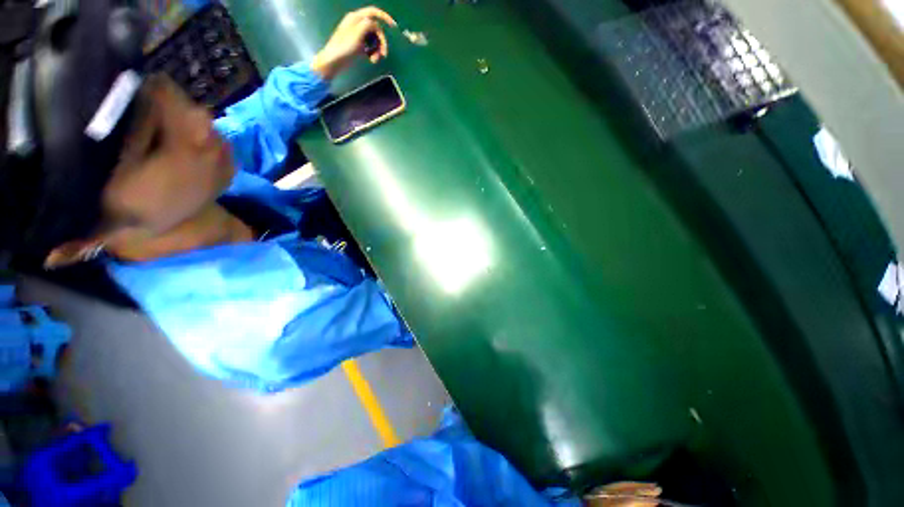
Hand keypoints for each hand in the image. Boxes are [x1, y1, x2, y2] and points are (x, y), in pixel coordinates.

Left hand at [311, 6, 396, 79]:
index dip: (384, 17)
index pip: (373, 12)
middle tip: (383, 55)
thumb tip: (375, 25)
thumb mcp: (357, 34)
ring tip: (374, 60)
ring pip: (374, 39)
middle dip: (381, 42)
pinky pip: (370, 45)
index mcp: (356, 18)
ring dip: (377, 50)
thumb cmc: (344, 48)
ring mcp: (358, 34)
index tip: (394, 27)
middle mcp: (357, 23)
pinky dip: (372, 52)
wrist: (334, 61)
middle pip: (376, 29)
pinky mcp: (358, 44)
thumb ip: (368, 25)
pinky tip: (370, 59)